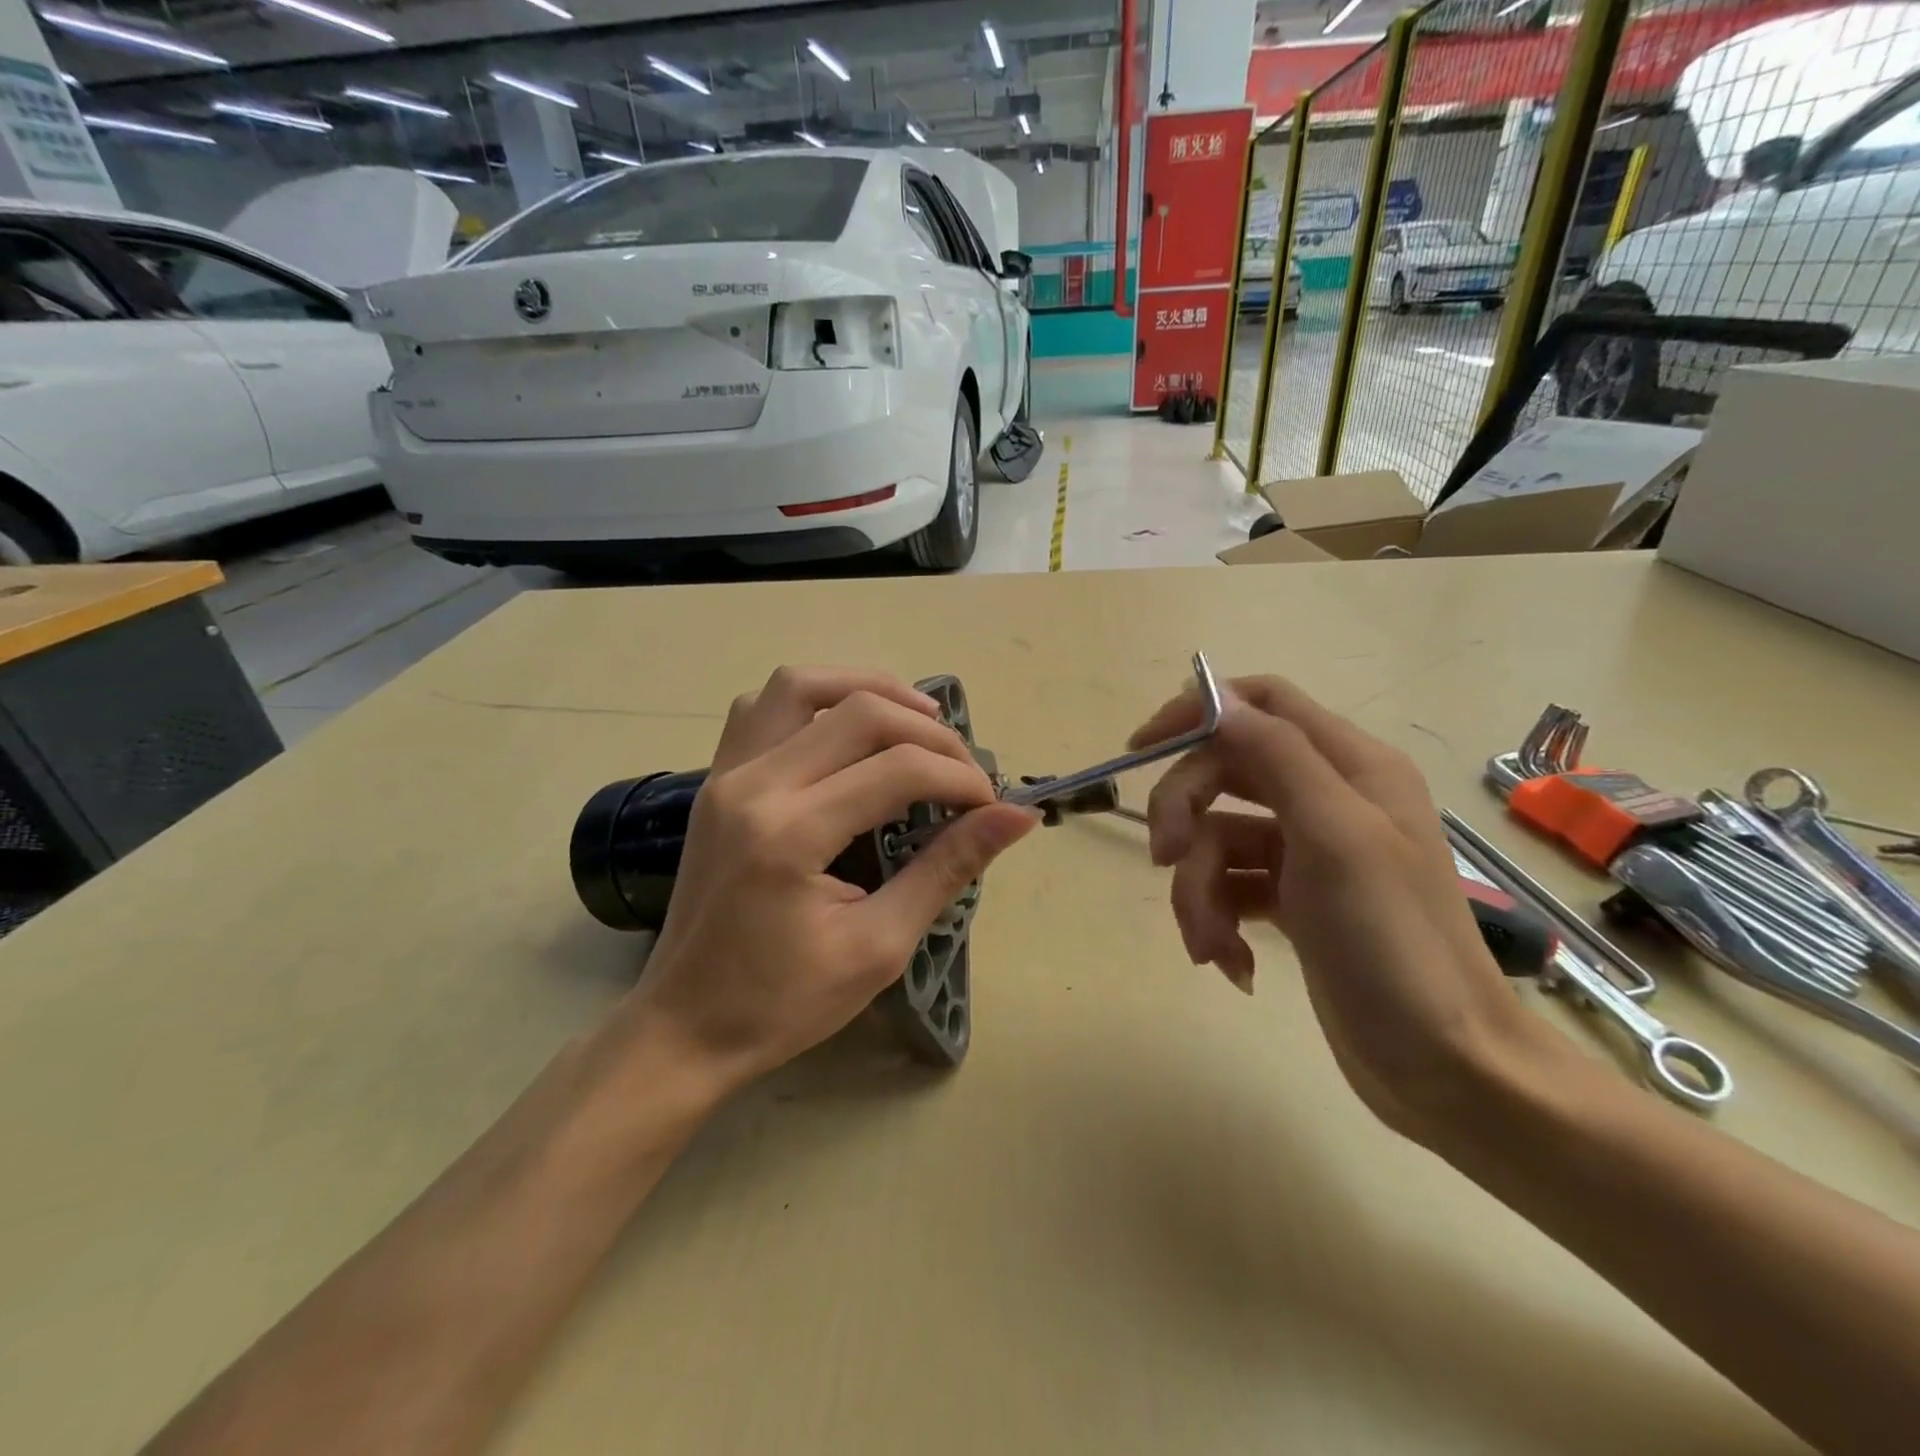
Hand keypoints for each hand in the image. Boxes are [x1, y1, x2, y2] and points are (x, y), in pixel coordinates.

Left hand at [629, 667, 1039, 1092]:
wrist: (684, 1026)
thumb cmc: (783, 1002)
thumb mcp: (879, 946)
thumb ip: (946, 869)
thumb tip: (1016, 817)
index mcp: (791, 834)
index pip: (898, 769)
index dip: (960, 778)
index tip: (990, 807)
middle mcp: (753, 785)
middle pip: (859, 712)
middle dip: (929, 732)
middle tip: (963, 771)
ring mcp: (725, 775)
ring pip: (801, 685)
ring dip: (868, 690)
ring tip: (915, 722)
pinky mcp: (715, 780)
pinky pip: (763, 708)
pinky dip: (814, 700)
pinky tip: (844, 731)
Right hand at [1131, 676, 1555, 1141]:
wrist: (1443, 1065)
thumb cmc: (1392, 941)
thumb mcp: (1335, 835)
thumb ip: (1277, 755)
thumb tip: (1217, 698)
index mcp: (1350, 766)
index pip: (1261, 703)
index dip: (1198, 711)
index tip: (1141, 747)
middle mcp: (1328, 798)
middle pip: (1224, 771)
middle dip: (1184, 814)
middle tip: (1165, 858)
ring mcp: (1308, 852)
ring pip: (1216, 838)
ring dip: (1197, 889)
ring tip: (1211, 943)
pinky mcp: (1292, 900)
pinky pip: (1229, 886)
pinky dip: (1218, 919)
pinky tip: (1233, 963)